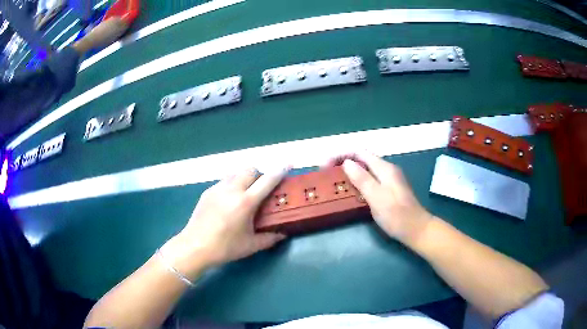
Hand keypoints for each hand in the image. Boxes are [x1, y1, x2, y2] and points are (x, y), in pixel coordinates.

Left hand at [162, 168, 287, 277]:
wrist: (195, 247)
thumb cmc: (225, 247)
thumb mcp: (251, 245)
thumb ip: (270, 238)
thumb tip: (282, 234)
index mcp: (245, 202)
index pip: (267, 181)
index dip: (280, 171)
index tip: (289, 163)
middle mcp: (232, 190)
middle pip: (250, 169)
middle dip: (259, 175)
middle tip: (261, 190)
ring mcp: (217, 189)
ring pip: (236, 173)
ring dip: (245, 178)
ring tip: (245, 194)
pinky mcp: (207, 192)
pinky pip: (224, 181)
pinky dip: (232, 185)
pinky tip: (229, 201)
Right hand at [328, 152, 433, 243]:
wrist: (416, 230)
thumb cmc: (397, 215)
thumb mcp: (377, 197)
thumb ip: (362, 179)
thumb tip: (346, 162)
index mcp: (384, 168)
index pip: (359, 152)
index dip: (340, 155)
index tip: (325, 166)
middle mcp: (387, 170)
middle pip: (361, 159)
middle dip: (343, 162)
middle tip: (326, 174)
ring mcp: (389, 180)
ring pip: (365, 170)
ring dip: (349, 172)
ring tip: (334, 182)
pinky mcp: (388, 190)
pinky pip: (369, 180)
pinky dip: (356, 182)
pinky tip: (350, 191)